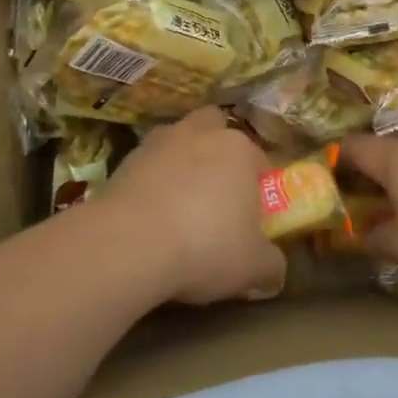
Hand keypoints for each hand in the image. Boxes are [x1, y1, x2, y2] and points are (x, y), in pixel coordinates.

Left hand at [105, 108, 285, 305]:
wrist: (127, 245)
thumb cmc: (205, 246)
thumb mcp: (252, 266)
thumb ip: (271, 264)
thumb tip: (275, 270)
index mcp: (239, 149)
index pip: (258, 159)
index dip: (258, 185)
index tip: (252, 214)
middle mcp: (200, 134)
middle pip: (214, 128)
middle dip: (217, 150)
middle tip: (216, 189)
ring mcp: (157, 143)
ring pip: (176, 143)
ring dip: (180, 164)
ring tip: (179, 205)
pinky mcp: (123, 161)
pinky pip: (146, 167)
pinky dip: (151, 184)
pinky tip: (150, 217)